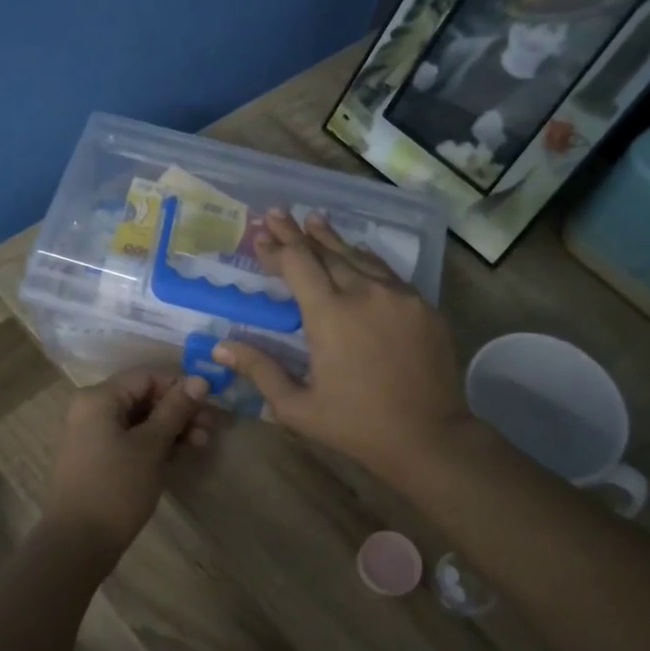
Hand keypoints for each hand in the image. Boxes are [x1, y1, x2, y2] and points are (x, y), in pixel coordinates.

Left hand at [44, 369, 212, 555]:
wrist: (78, 542)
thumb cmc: (116, 488)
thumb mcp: (151, 446)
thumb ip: (176, 409)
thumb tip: (201, 379)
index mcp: (99, 398)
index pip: (147, 376)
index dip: (180, 386)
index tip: (209, 405)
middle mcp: (91, 409)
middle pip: (144, 397)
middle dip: (179, 411)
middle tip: (209, 431)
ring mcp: (93, 435)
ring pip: (140, 420)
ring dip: (172, 429)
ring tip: (200, 446)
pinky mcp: (98, 458)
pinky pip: (131, 439)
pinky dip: (155, 444)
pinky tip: (180, 456)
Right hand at [214, 211, 470, 480]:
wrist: (430, 437)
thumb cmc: (356, 425)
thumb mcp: (297, 407)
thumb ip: (260, 370)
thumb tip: (220, 347)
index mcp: (329, 314)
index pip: (297, 264)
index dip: (277, 247)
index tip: (260, 234)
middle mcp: (364, 293)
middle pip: (326, 252)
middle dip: (298, 233)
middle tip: (278, 213)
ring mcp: (399, 296)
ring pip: (359, 256)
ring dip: (332, 239)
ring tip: (315, 221)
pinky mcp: (423, 306)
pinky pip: (388, 273)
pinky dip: (365, 259)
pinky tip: (358, 254)